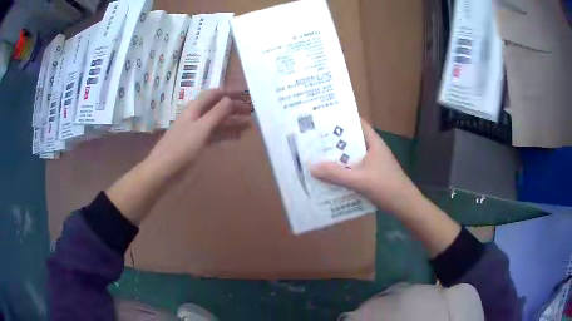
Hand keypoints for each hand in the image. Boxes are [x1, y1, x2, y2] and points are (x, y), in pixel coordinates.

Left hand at [107, 89, 250, 224]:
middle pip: (217, 107)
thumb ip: (216, 113)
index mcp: (194, 108)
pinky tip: (236, 137)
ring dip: (231, 121)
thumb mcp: (201, 129)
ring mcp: (196, 130)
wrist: (163, 170)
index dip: (230, 92)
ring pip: (217, 121)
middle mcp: (196, 116)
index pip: (214, 94)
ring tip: (248, 124)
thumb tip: (230, 99)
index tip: (246, 95)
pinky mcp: (196, 143)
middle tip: (251, 111)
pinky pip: (214, 134)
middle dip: (234, 107)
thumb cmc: (181, 148)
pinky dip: (225, 134)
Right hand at [310, 119, 420, 214]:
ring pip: (351, 157)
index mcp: (373, 142)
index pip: (357, 123)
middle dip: (333, 141)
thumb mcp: (360, 180)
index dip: (341, 119)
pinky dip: (342, 172)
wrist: (405, 206)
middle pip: (351, 141)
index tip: (321, 120)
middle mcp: (372, 150)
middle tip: (312, 140)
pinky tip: (329, 178)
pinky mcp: (371, 176)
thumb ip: (336, 174)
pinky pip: (353, 170)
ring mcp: (372, 164)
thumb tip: (311, 166)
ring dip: (337, 158)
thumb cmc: (387, 187)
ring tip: (316, 158)